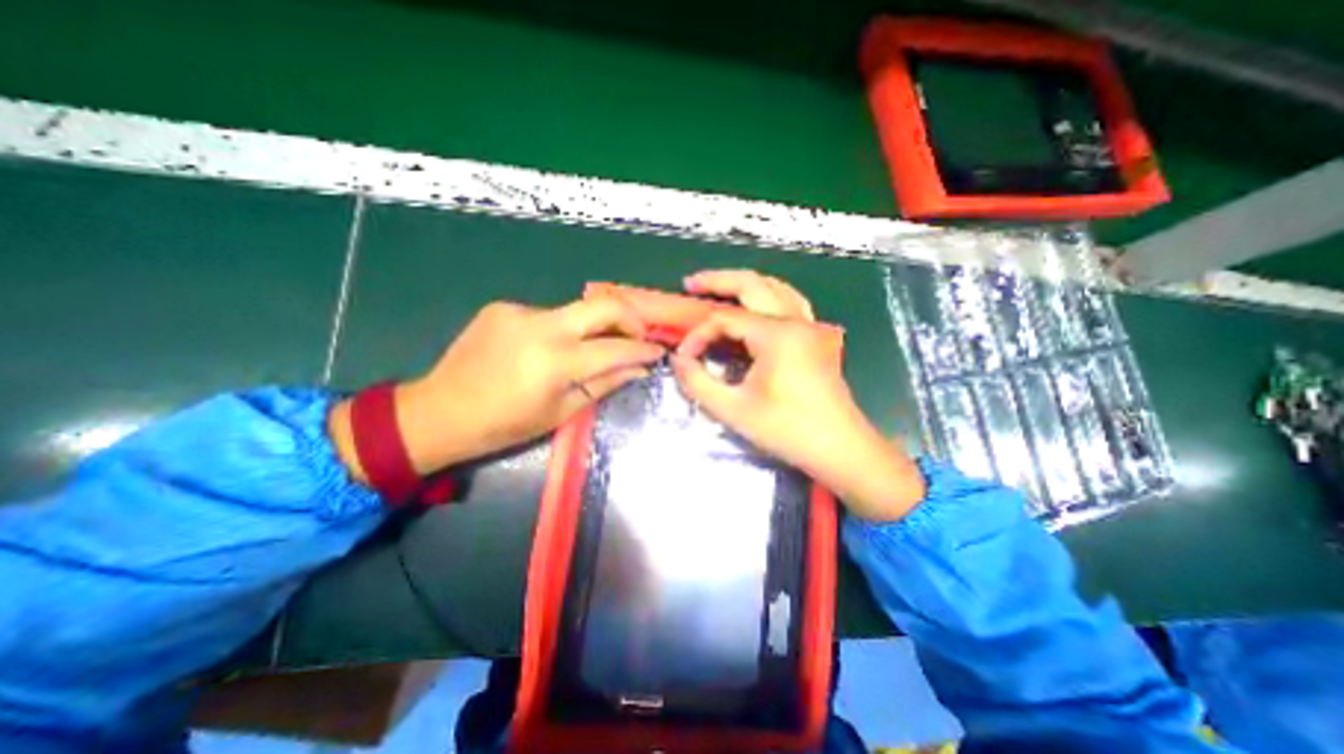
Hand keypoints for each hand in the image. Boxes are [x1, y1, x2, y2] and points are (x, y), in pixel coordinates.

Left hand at [330, 299, 664, 479]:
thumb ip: (604, 384)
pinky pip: (548, 314)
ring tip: (589, 350)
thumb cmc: (504, 425)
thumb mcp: (561, 412)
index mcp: (555, 362)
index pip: (616, 348)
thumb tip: (639, 369)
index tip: (658, 351)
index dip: (643, 349)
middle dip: (631, 318)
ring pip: (576, 311)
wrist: (439, 411)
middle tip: (638, 336)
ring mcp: (520, 311)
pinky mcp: (504, 306)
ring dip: (592, 328)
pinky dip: (561, 330)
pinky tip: (547, 350)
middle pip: (604, 304)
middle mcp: (541, 326)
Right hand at [673, 272, 923, 524]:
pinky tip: (756, 304)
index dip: (698, 335)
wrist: (841, 449)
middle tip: (690, 284)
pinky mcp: (816, 338)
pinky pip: (790, 303)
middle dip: (718, 281)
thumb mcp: (734, 410)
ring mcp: (810, 327)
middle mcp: (795, 321)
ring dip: (744, 284)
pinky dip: (767, 296)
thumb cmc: (789, 431)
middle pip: (752, 285)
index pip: (724, 319)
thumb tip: (678, 360)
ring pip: (775, 288)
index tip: (684, 358)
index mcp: (776, 335)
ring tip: (718, 288)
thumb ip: (698, 382)